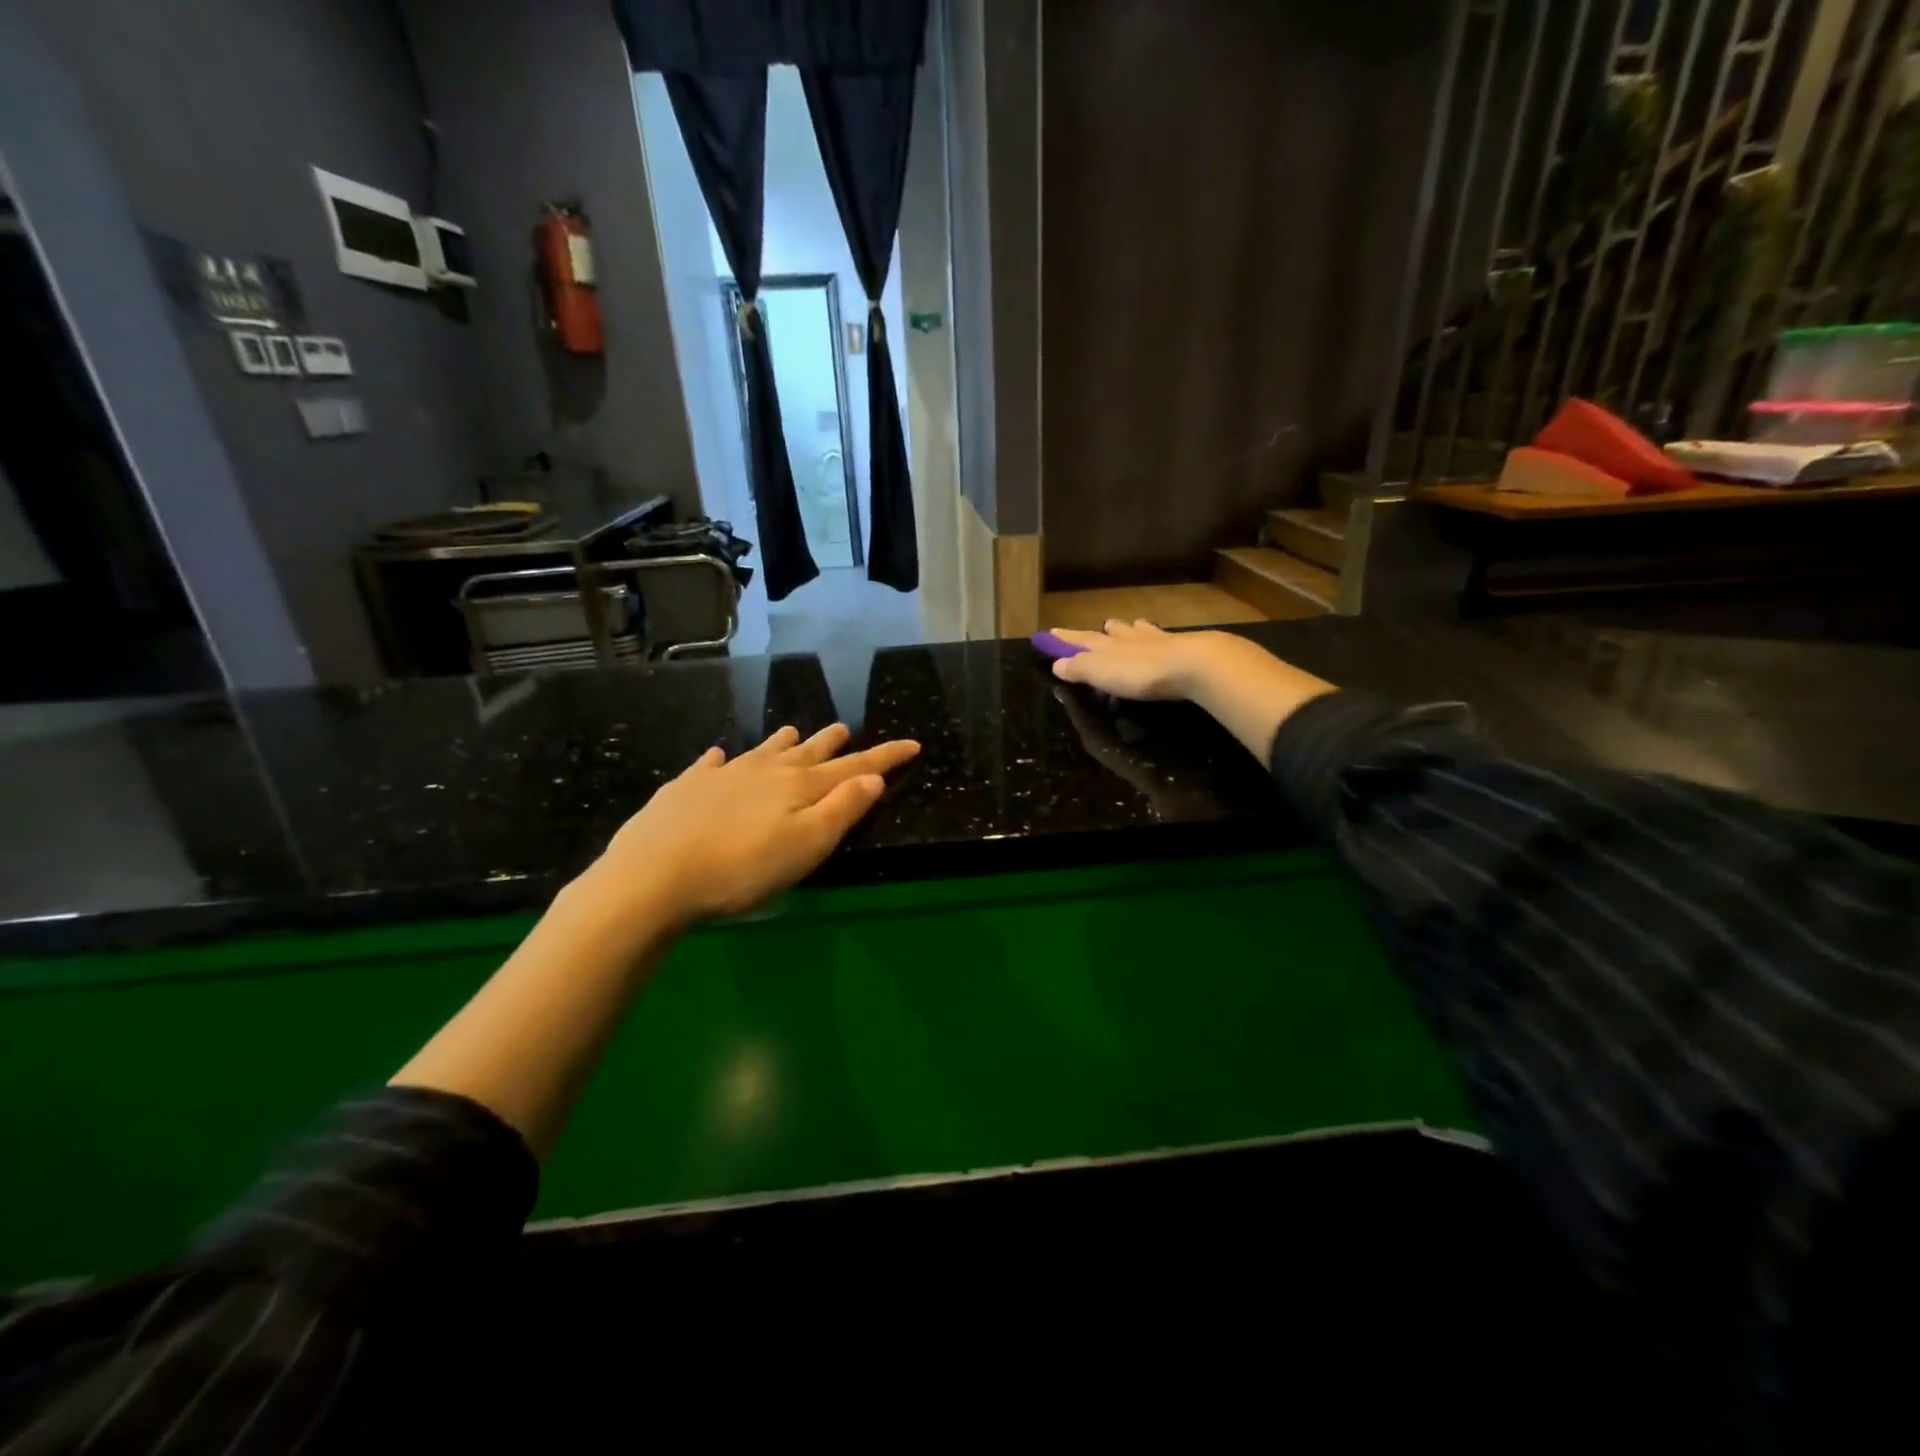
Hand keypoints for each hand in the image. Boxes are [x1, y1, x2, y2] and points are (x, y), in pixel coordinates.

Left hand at [580, 724, 919, 929]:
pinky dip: (721, 759)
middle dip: (831, 743)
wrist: (653, 875)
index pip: (853, 768)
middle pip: (807, 753)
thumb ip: (842, 810)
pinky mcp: (686, 789)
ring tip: (795, 731)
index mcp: (799, 787)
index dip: (885, 757)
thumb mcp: (806, 846)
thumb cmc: (742, 869)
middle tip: (845, 730)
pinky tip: (717, 756)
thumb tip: (873, 778)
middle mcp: (764, 771)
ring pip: (762, 751)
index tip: (912, 744)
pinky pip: (709, 765)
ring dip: (783, 742)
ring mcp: (722, 776)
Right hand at [1048, 619, 1336, 763]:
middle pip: (1112, 631)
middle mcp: (1129, 638)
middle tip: (1101, 627)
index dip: (1064, 640)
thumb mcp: (1100, 673)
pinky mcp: (1182, 648)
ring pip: (1139, 631)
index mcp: (1106, 645)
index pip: (1079, 641)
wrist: (1193, 665)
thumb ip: (1079, 668)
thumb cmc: (1140, 672)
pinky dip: (1157, 638)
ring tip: (1131, 626)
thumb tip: (1056, 664)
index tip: (1050, 634)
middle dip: (1104, 631)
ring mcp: (1157, 640)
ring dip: (1132, 630)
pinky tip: (1164, 640)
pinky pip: (1163, 639)